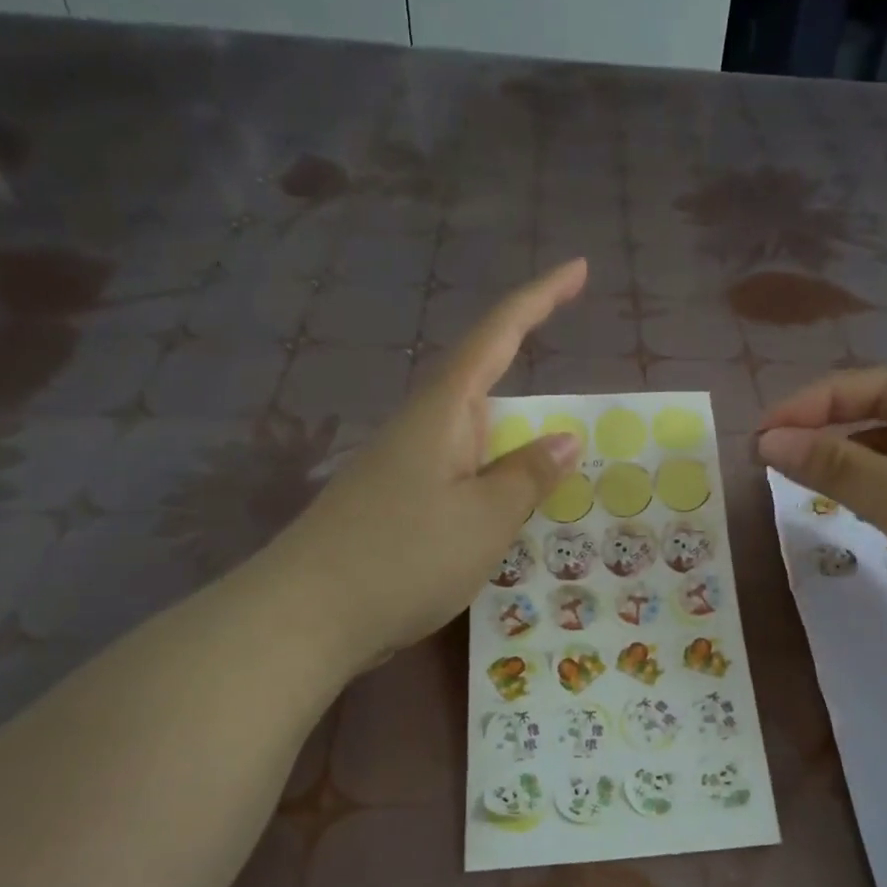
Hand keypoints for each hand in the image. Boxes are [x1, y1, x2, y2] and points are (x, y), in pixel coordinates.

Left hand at [268, 259, 587, 669]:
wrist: (304, 617)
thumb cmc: (404, 557)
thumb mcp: (485, 519)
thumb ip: (527, 476)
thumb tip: (564, 440)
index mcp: (443, 412)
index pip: (498, 336)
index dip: (540, 299)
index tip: (580, 269)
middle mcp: (420, 429)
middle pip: (485, 388)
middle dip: (531, 391)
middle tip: (582, 418)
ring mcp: (402, 470)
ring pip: (472, 442)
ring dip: (513, 451)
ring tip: (553, 482)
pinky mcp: (394, 508)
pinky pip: (458, 480)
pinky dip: (491, 486)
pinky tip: (503, 518)